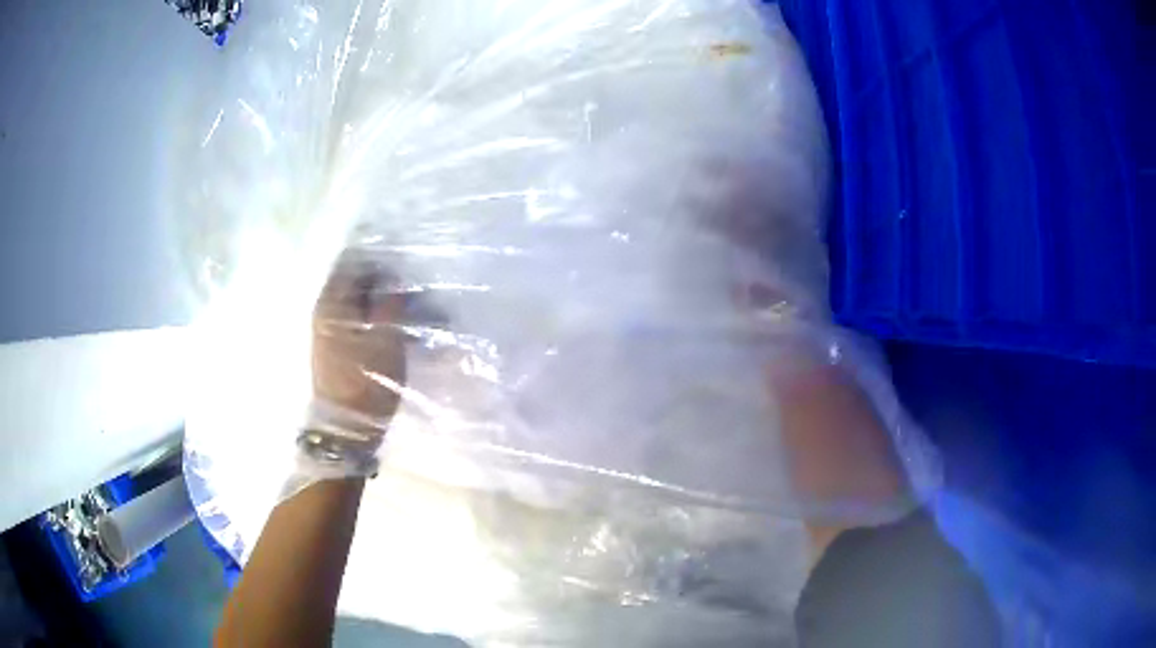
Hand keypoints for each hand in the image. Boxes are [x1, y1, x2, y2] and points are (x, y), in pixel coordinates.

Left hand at [311, 251, 406, 439]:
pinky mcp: (333, 345)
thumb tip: (394, 277)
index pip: (353, 261)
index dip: (380, 259)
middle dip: (384, 280)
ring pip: (356, 299)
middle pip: (354, 279)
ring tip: (409, 310)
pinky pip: (355, 317)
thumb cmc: (367, 380)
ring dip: (381, 300)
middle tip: (412, 290)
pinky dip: (374, 316)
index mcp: (333, 301)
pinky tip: (393, 327)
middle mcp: (324, 308)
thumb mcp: (388, 337)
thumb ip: (392, 302)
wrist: (346, 427)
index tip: (405, 265)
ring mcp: (326, 328)